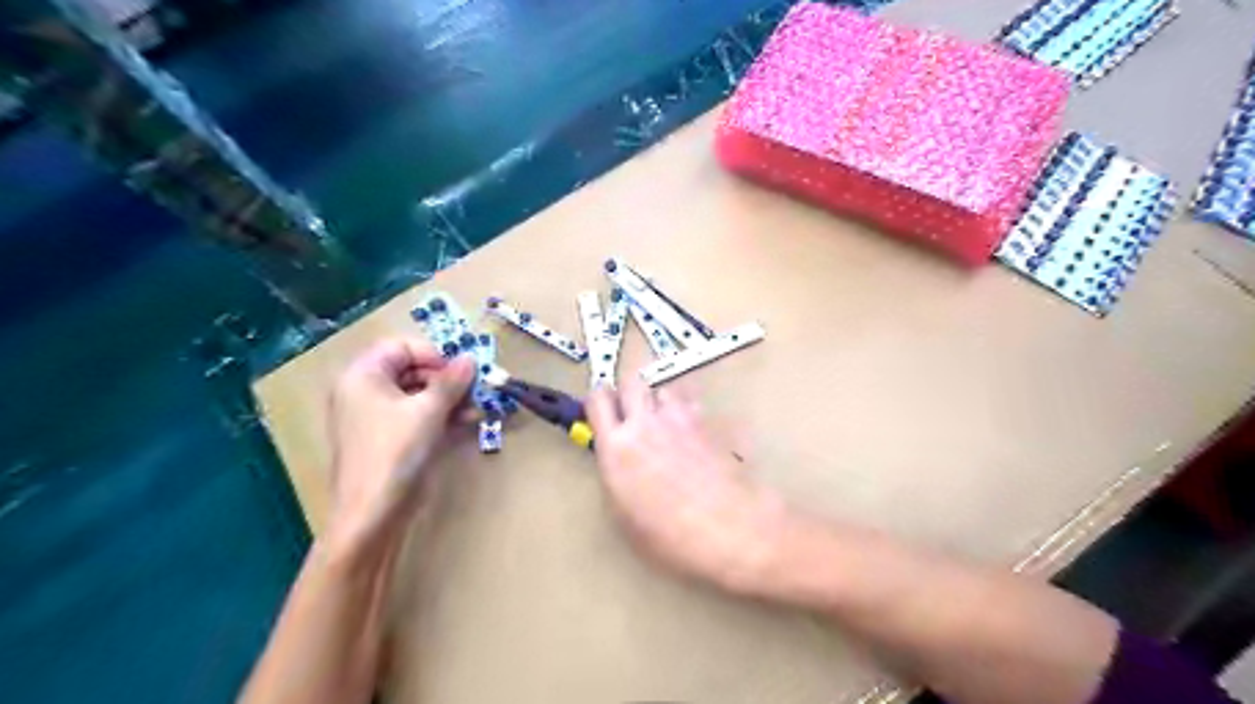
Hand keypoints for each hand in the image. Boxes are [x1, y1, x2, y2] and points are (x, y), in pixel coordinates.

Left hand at [329, 338, 476, 549]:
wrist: (372, 513)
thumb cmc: (395, 452)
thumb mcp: (429, 411)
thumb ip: (451, 381)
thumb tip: (470, 358)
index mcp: (363, 375)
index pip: (402, 347)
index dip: (434, 354)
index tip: (461, 371)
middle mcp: (365, 391)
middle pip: (411, 369)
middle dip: (446, 378)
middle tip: (475, 390)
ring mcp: (375, 416)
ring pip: (418, 394)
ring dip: (449, 398)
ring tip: (476, 409)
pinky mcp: (388, 438)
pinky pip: (416, 415)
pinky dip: (440, 415)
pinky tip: (466, 422)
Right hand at [589, 380, 780, 593]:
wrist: (728, 526)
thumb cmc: (671, 535)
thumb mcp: (625, 515)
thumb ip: (616, 477)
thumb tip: (617, 462)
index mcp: (617, 447)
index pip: (598, 401)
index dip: (597, 400)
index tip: (602, 409)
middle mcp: (645, 424)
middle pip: (631, 382)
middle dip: (629, 391)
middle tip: (631, 410)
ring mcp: (678, 419)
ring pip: (662, 388)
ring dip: (658, 400)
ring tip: (663, 421)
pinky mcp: (706, 422)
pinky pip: (690, 404)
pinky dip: (685, 410)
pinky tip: (690, 432)